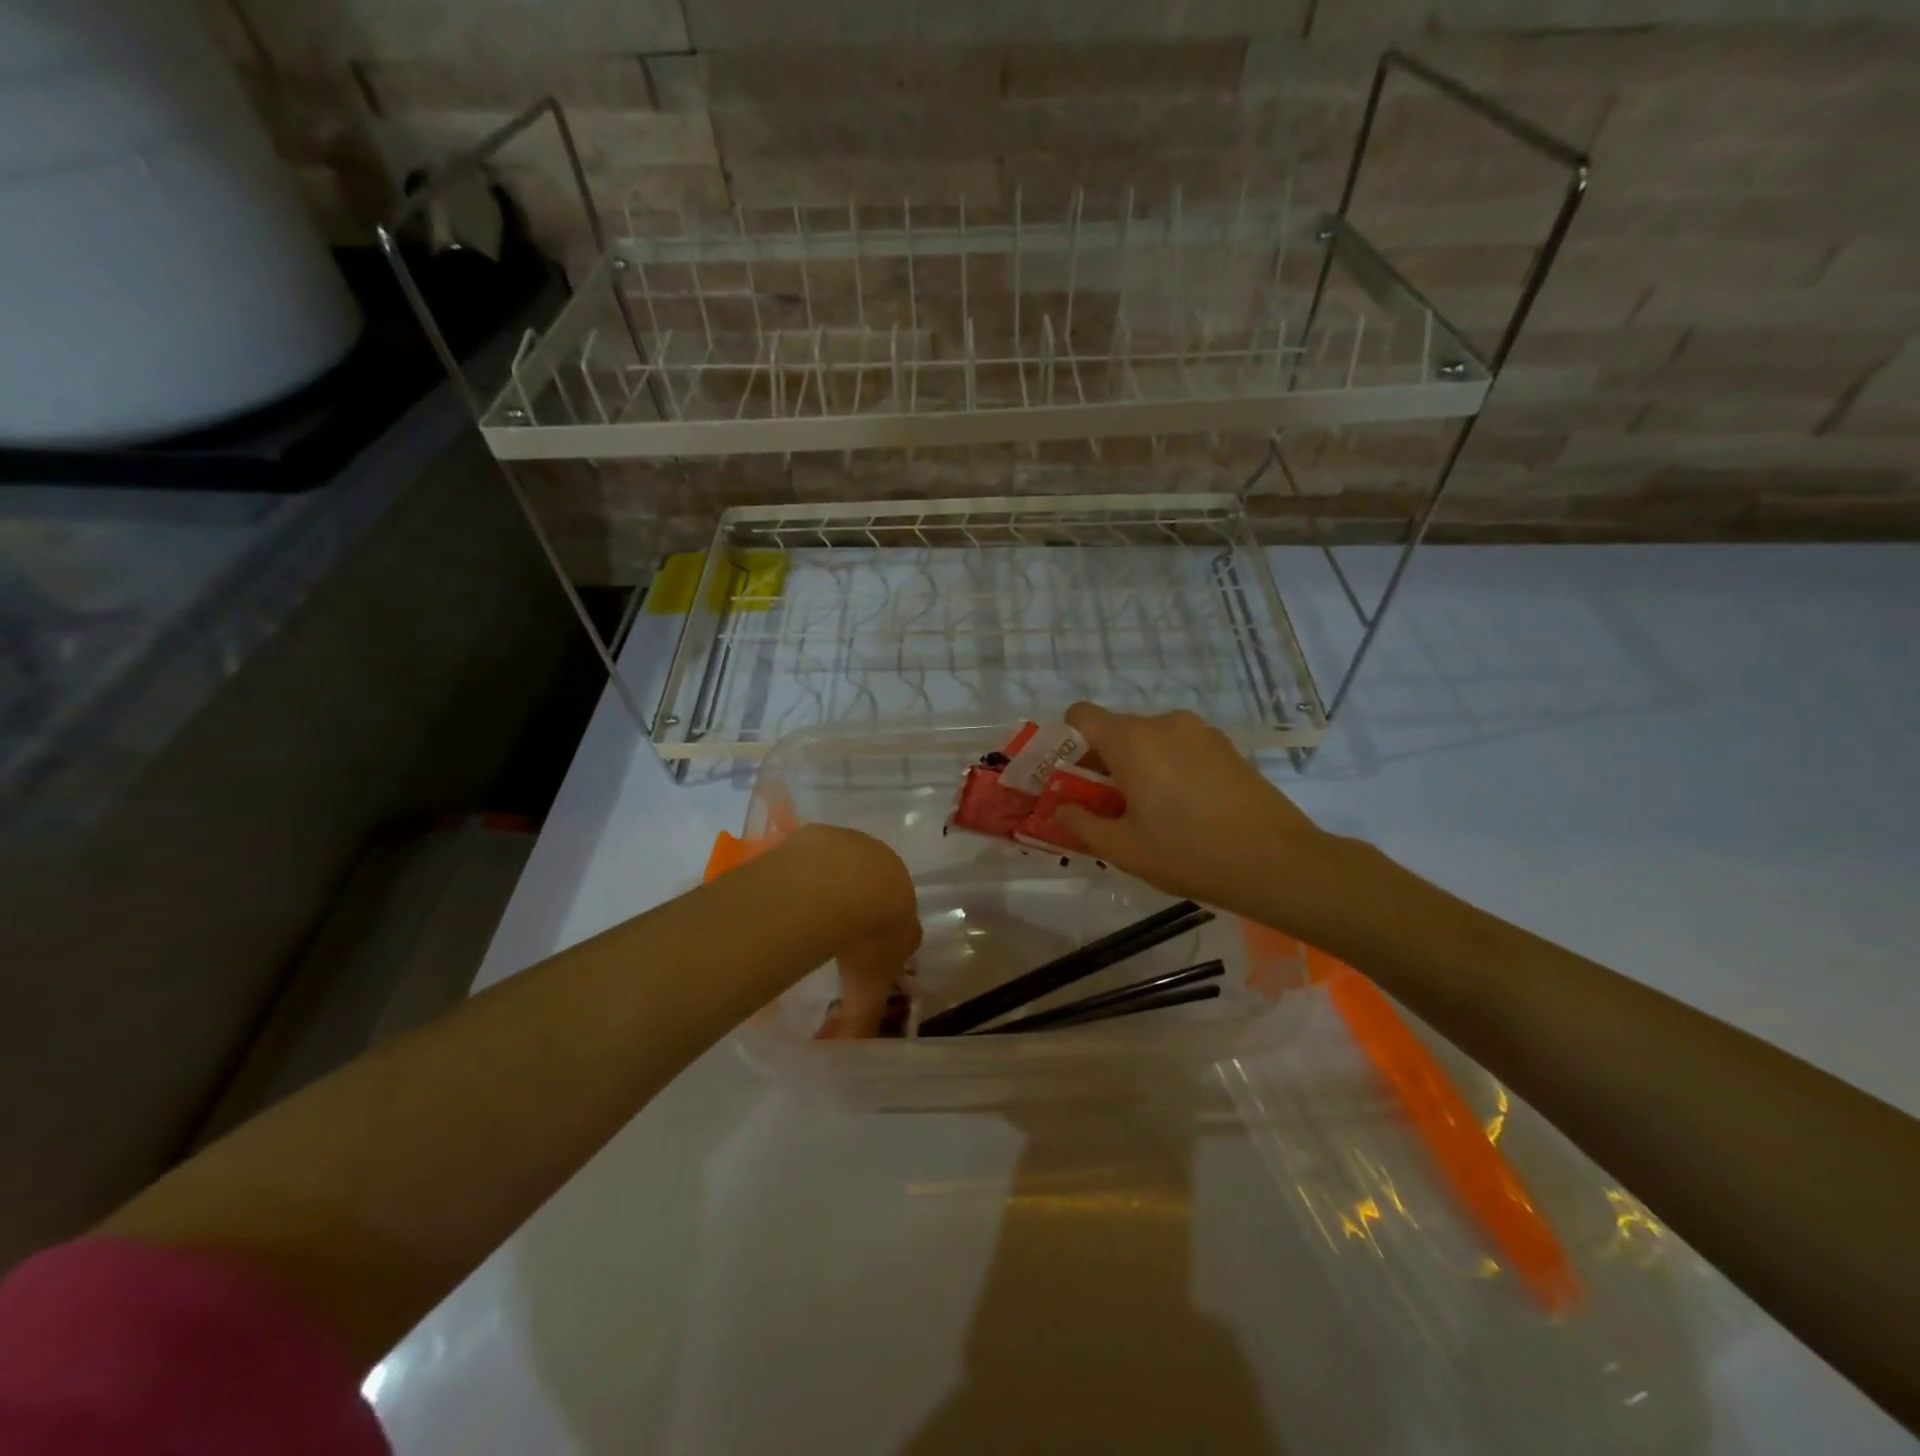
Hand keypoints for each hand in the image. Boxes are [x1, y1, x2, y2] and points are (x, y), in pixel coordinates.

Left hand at [783, 825, 921, 1037]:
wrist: (845, 884)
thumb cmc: (866, 938)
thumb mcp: (867, 989)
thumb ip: (859, 1021)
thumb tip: (846, 1053)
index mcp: (905, 909)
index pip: (904, 927)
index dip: (887, 943)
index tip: (866, 959)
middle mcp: (888, 873)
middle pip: (877, 892)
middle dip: (860, 910)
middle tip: (834, 934)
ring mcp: (857, 847)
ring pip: (847, 869)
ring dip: (833, 886)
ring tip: (807, 910)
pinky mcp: (826, 834)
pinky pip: (817, 854)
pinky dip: (806, 869)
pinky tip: (789, 888)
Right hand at [1052, 703, 1332, 921]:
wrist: (1278, 862)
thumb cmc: (1189, 853)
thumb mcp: (1124, 849)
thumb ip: (1081, 824)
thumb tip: (1061, 809)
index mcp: (1131, 740)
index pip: (1081, 715)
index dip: (1066, 742)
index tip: (1071, 778)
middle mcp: (1163, 723)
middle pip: (1115, 730)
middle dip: (1101, 763)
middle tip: (1107, 807)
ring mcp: (1200, 732)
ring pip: (1150, 740)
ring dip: (1137, 766)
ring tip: (1151, 813)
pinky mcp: (1227, 747)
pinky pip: (1180, 748)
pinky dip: (1169, 768)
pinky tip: (1186, 809)